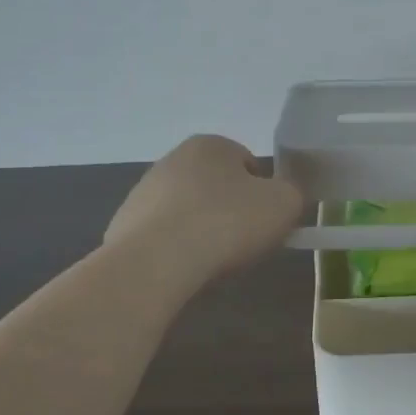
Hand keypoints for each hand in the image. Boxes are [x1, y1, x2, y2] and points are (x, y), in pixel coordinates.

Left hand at [105, 135, 304, 288]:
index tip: (266, 223)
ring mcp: (143, 192)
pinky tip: (182, 269)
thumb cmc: (226, 223)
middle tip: (244, 243)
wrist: (155, 262)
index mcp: (211, 145)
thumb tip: (282, 198)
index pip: (249, 164)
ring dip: (202, 231)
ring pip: (189, 212)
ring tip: (212, 262)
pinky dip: (175, 250)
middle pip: (217, 187)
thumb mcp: (284, 204)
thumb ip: (292, 194)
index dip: (264, 195)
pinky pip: (163, 237)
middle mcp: (173, 159)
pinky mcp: (124, 225)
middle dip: (231, 212)